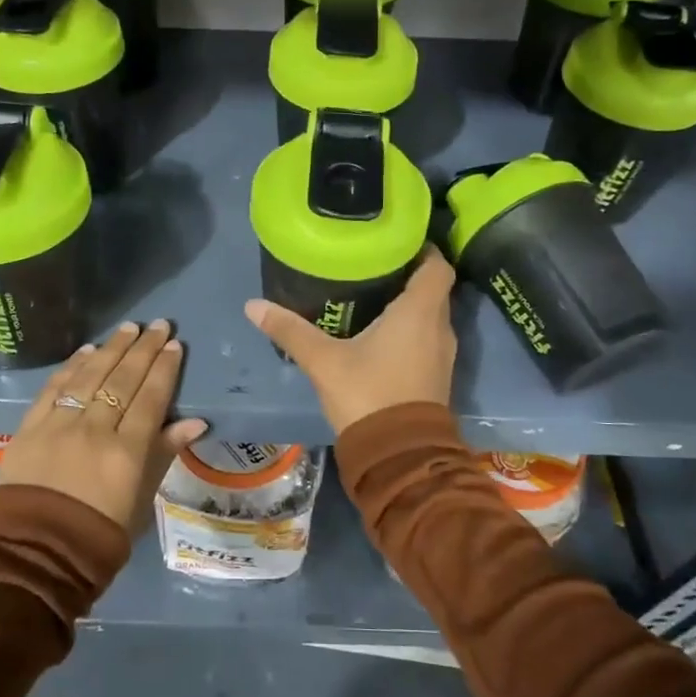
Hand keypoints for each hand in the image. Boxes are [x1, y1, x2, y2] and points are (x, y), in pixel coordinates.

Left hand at [0, 320, 207, 533]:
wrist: (37, 555)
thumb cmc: (100, 534)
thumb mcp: (142, 498)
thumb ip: (164, 453)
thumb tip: (195, 421)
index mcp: (127, 452)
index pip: (151, 398)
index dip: (165, 369)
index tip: (175, 345)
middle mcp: (94, 430)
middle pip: (123, 380)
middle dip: (143, 349)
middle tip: (159, 325)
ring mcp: (59, 426)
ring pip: (90, 376)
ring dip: (111, 349)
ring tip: (128, 328)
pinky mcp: (30, 428)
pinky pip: (54, 388)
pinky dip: (72, 366)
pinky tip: (87, 350)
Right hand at [244, 247, 457, 436]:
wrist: (399, 456)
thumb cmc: (368, 395)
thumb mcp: (324, 361)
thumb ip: (291, 330)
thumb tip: (253, 305)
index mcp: (419, 312)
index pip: (437, 265)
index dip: (423, 248)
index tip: (396, 240)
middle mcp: (439, 327)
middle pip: (433, 288)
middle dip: (408, 273)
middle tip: (374, 263)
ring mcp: (442, 354)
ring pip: (430, 315)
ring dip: (410, 303)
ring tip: (373, 293)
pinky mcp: (437, 376)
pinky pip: (427, 338)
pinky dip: (410, 328)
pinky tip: (380, 332)